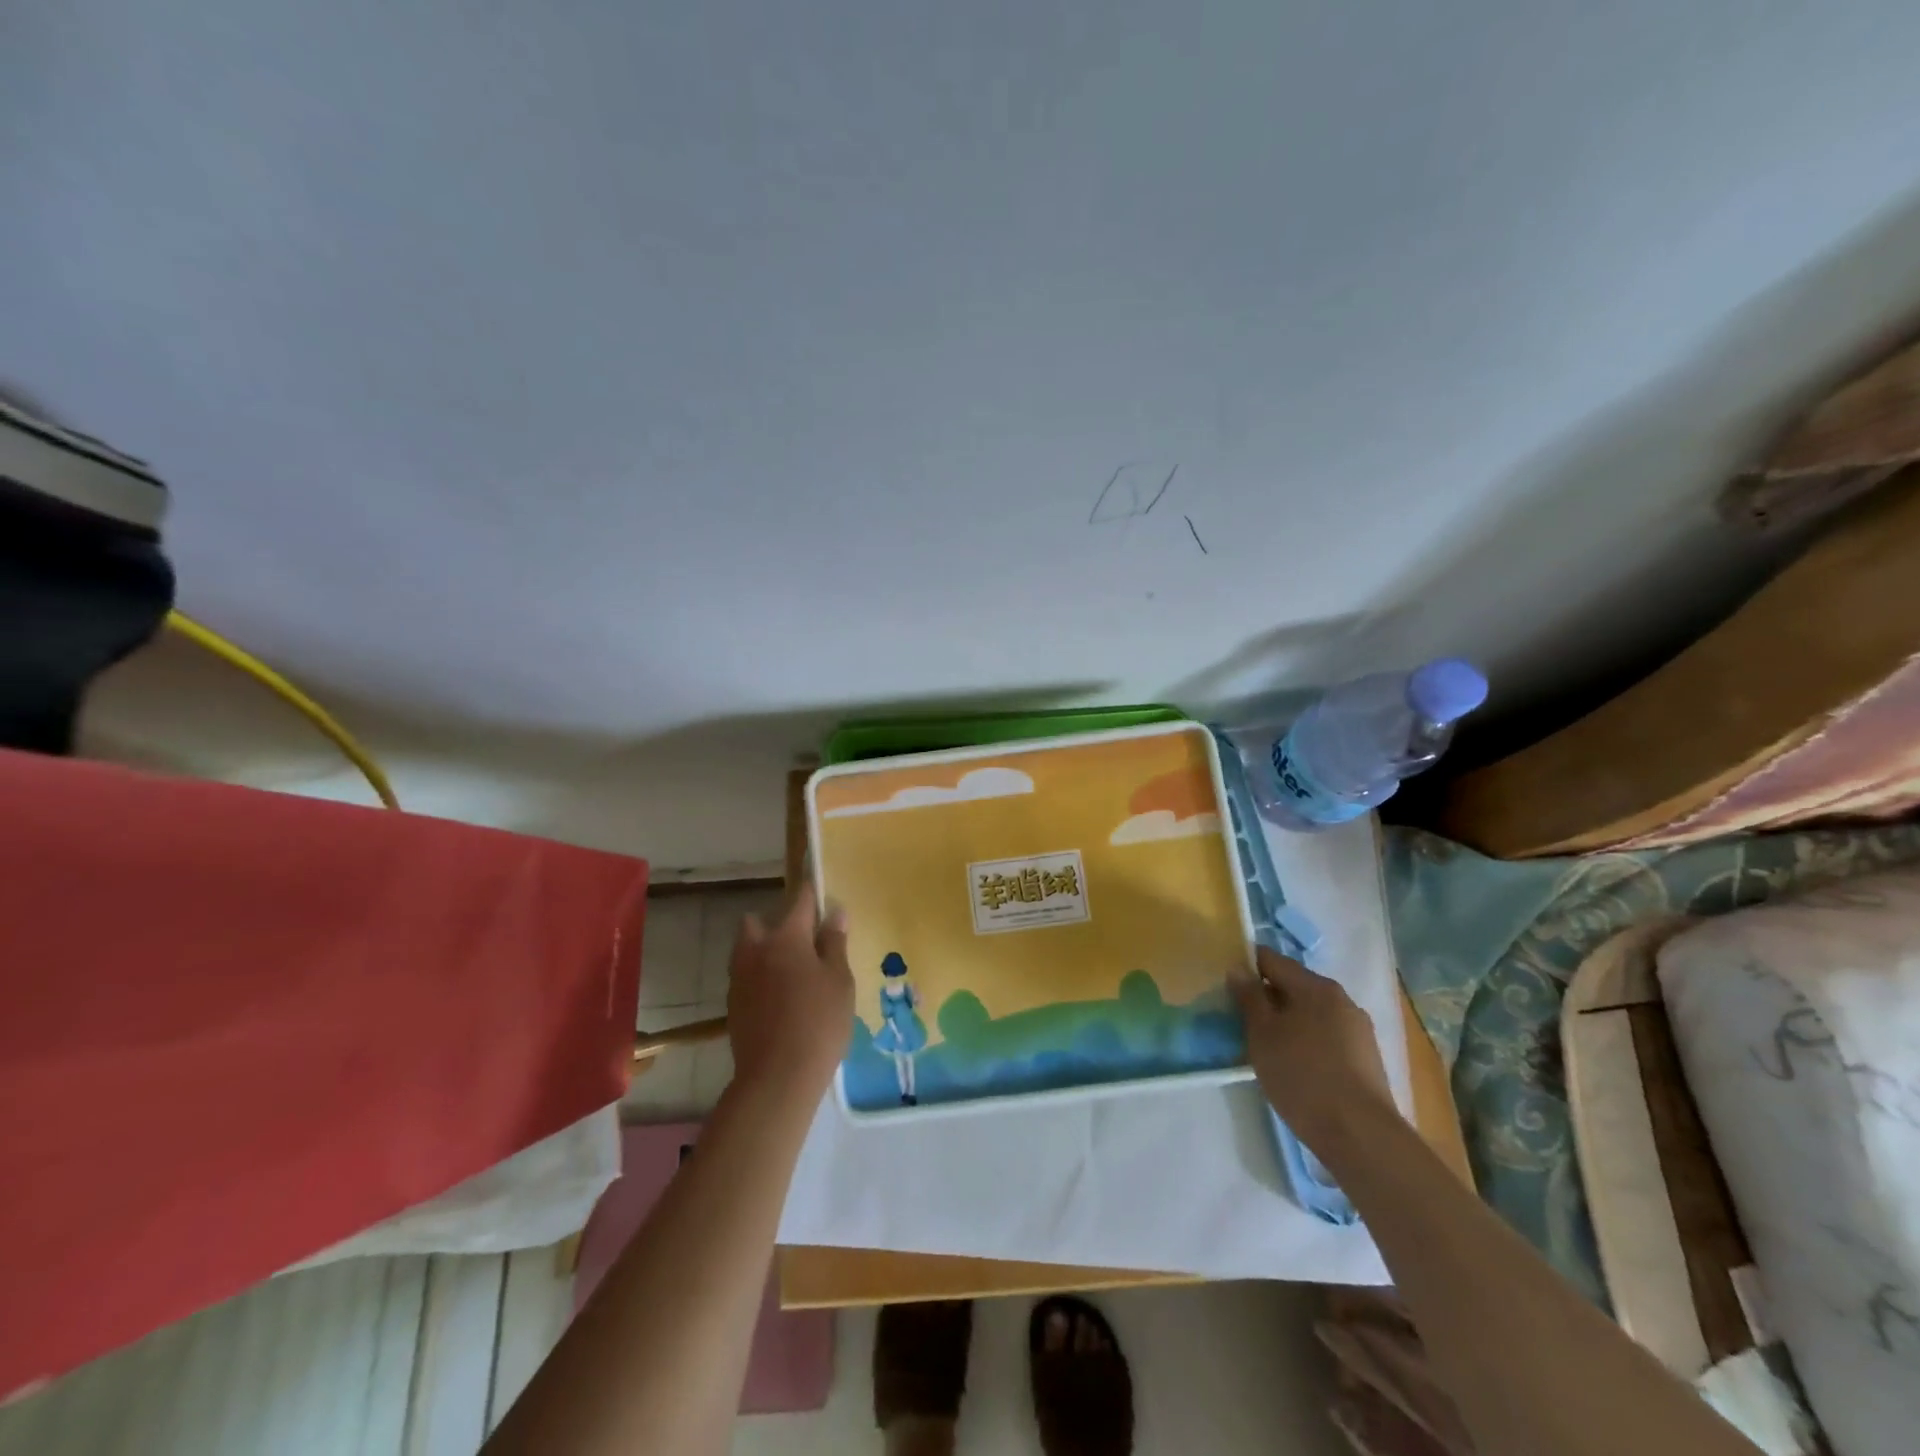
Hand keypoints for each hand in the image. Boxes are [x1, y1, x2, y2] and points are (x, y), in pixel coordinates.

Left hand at [726, 886, 855, 1099]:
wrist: (777, 1077)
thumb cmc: (819, 1021)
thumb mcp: (840, 980)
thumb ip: (835, 944)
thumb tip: (835, 913)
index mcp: (786, 937)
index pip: (800, 901)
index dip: (812, 894)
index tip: (823, 895)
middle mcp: (756, 949)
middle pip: (758, 922)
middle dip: (776, 924)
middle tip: (803, 942)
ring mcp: (740, 978)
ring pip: (748, 950)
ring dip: (765, 950)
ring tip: (793, 973)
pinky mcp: (733, 1004)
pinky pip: (746, 976)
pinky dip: (760, 977)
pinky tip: (781, 998)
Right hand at [1231, 946, 1393, 1152]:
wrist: (1360, 1135)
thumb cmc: (1302, 1076)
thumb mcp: (1262, 1034)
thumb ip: (1249, 997)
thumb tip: (1238, 969)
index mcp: (1315, 986)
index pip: (1272, 960)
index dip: (1246, 967)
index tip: (1228, 986)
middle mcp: (1341, 998)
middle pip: (1294, 985)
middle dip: (1268, 997)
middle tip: (1243, 1020)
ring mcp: (1358, 1028)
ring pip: (1312, 1012)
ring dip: (1289, 1020)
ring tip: (1268, 1046)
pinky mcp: (1367, 1057)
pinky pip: (1327, 1035)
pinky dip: (1308, 1040)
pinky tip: (1297, 1065)